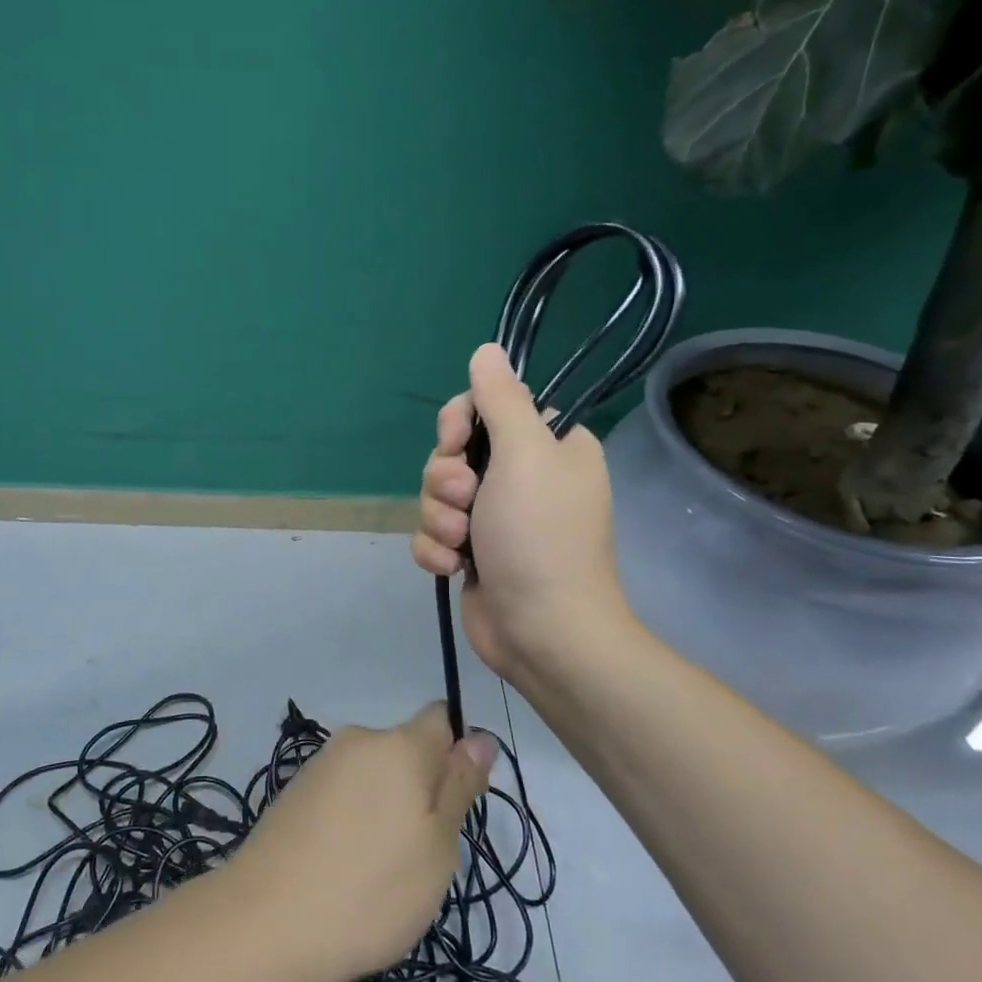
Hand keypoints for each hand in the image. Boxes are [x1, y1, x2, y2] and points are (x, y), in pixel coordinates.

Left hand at [225, 704, 494, 981]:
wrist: (267, 923)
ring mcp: (321, 764)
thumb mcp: (438, 847)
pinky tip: (344, 868)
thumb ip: (459, 786)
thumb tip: (480, 737)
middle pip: (407, 751)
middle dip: (422, 790)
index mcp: (399, 744)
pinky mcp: (295, 791)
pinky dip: (353, 821)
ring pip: (375, 776)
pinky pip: (344, 795)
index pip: (442, 719)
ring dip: (387, 809)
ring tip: (379, 871)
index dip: (458, 755)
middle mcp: (357, 740)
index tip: (455, 806)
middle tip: (421, 854)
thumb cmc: (372, 889)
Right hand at [410, 343, 629, 688]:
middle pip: (454, 453)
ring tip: (462, 542)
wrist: (543, 632)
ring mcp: (494, 520)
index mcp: (547, 447)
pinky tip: (452, 568)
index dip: (460, 422)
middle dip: (445, 478)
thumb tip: (488, 349)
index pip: (487, 409)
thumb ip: (501, 399)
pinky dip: (436, 550)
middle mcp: (521, 478)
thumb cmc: (539, 535)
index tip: (456, 441)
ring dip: (439, 518)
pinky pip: (434, 534)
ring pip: (436, 496)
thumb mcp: (525, 454)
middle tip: (465, 500)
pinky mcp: (471, 555)